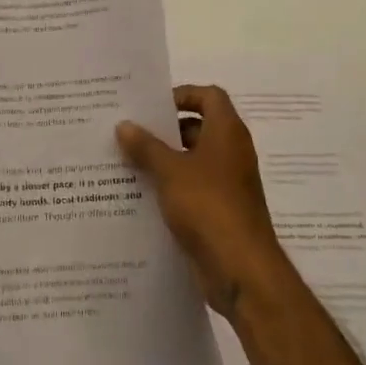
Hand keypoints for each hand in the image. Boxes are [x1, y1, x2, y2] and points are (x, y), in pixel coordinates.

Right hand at [117, 85, 293, 320]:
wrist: (241, 269)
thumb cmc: (209, 206)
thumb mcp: (170, 172)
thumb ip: (146, 147)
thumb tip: (124, 125)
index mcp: (227, 132)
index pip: (209, 96)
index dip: (182, 94)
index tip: (151, 107)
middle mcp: (231, 152)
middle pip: (198, 127)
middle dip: (165, 130)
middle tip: (129, 133)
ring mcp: (228, 183)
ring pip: (193, 161)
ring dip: (164, 161)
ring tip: (126, 163)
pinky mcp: (220, 211)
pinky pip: (192, 189)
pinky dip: (171, 188)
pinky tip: (140, 196)